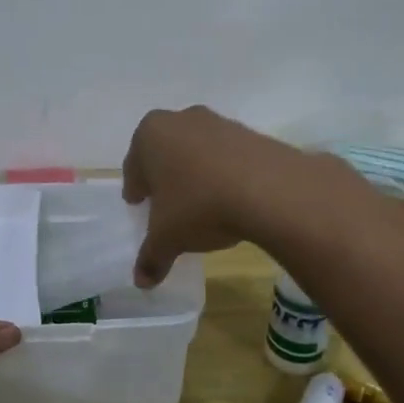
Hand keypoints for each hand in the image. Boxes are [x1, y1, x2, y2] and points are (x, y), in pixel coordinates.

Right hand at [122, 106, 350, 285]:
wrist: (270, 189)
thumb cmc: (200, 205)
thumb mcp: (168, 238)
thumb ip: (151, 257)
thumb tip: (141, 282)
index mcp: (150, 135)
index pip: (134, 166)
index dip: (136, 188)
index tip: (139, 204)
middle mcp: (181, 120)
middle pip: (164, 153)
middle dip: (164, 176)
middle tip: (166, 204)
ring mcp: (218, 122)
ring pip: (196, 151)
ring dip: (195, 173)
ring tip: (202, 203)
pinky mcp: (250, 133)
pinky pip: (227, 156)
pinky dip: (223, 173)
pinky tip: (230, 198)